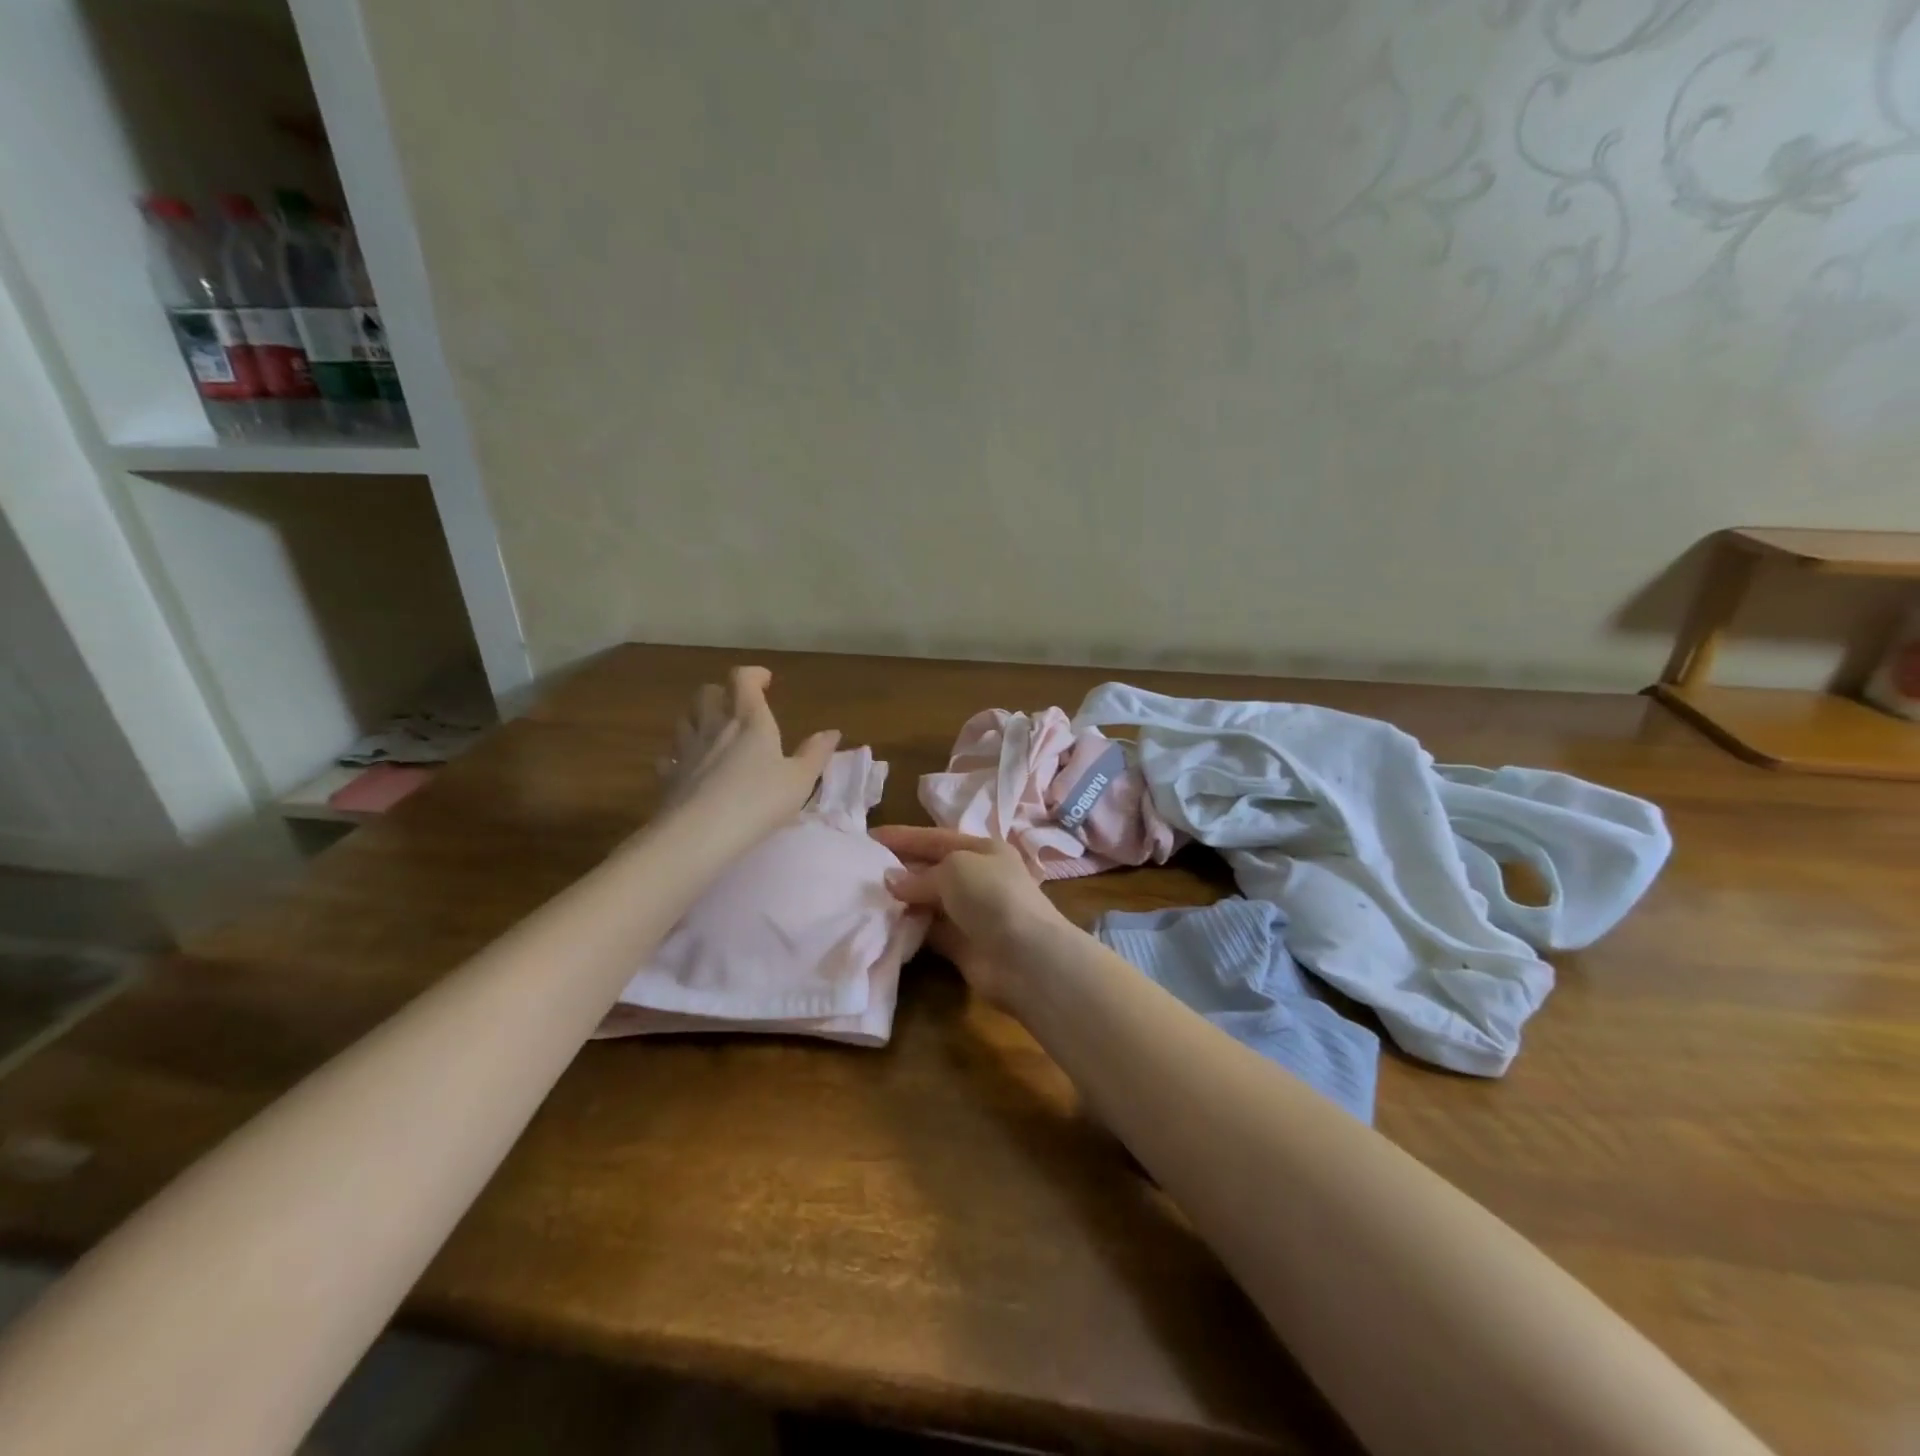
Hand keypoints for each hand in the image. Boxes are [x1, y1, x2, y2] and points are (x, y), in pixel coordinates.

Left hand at [657, 667, 838, 847]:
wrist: (700, 834)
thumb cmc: (758, 801)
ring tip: (712, 732)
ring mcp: (687, 750)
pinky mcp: (669, 776)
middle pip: (707, 693)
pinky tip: (688, 767)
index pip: (743, 679)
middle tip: (736, 705)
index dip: (753, 675)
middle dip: (721, 692)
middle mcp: (714, 727)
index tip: (765, 681)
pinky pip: (670, 756)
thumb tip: (832, 732)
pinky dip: (679, 756)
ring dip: (697, 718)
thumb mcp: (800, 780)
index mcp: (749, 721)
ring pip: (684, 719)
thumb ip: (816, 754)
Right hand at [872, 827, 1065, 1005]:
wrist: (1025, 957)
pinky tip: (883, 925)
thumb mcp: (955, 869)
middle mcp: (978, 878)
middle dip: (899, 868)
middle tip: (860, 870)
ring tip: (865, 898)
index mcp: (983, 850)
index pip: (936, 838)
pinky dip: (909, 927)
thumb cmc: (992, 897)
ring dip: (901, 900)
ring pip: (928, 901)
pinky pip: (928, 930)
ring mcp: (970, 913)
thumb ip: (920, 875)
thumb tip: (892, 881)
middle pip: (931, 868)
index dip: (903, 836)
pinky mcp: (961, 945)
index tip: (870, 836)